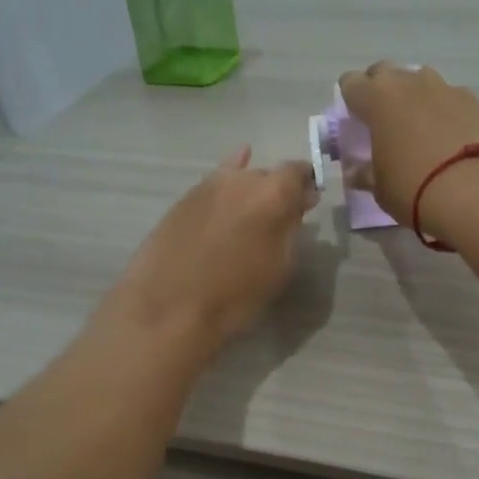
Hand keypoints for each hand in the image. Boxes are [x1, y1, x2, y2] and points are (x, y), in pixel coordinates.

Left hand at [106, 146, 318, 350]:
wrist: (170, 307)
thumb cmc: (236, 295)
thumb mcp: (280, 267)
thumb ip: (291, 229)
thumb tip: (298, 205)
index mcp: (272, 194)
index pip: (298, 171)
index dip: (306, 183)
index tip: (308, 202)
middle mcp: (240, 180)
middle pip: (266, 174)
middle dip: (276, 190)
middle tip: (278, 217)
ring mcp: (206, 186)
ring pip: (236, 178)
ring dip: (248, 190)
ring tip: (251, 211)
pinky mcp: (182, 200)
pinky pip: (212, 186)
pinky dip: (224, 186)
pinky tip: (226, 184)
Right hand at [336, 62, 478, 235]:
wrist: (478, 191)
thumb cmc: (415, 189)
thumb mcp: (380, 188)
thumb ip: (365, 173)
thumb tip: (356, 171)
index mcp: (377, 98)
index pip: (351, 83)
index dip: (350, 100)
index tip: (355, 121)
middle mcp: (409, 82)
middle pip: (385, 72)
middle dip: (380, 91)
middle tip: (384, 121)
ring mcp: (444, 87)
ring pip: (420, 79)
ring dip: (414, 96)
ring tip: (419, 126)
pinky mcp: (474, 99)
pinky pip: (450, 96)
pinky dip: (445, 109)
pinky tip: (450, 135)